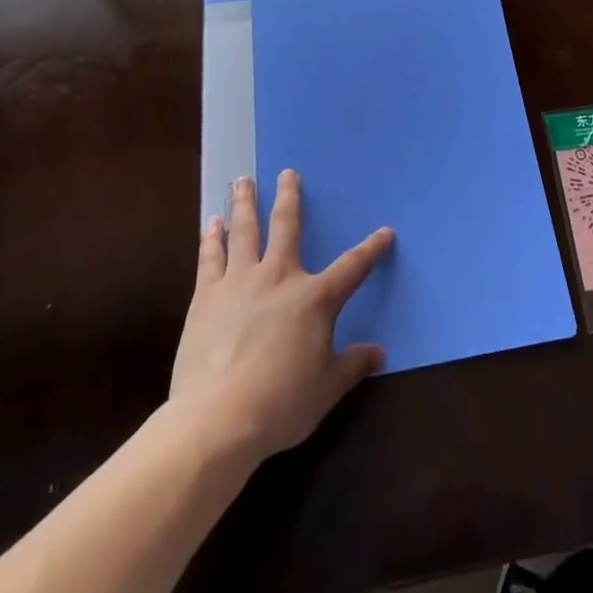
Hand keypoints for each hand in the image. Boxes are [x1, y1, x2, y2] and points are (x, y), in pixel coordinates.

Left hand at [170, 171, 393, 465]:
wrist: (218, 419)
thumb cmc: (281, 404)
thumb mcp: (327, 389)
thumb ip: (353, 365)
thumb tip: (379, 353)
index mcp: (314, 298)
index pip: (352, 267)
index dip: (372, 249)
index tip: (386, 232)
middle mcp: (279, 277)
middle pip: (287, 226)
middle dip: (290, 198)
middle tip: (287, 173)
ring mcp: (240, 282)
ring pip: (245, 231)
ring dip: (245, 204)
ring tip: (242, 181)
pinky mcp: (206, 296)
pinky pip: (210, 257)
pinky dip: (212, 238)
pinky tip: (212, 223)